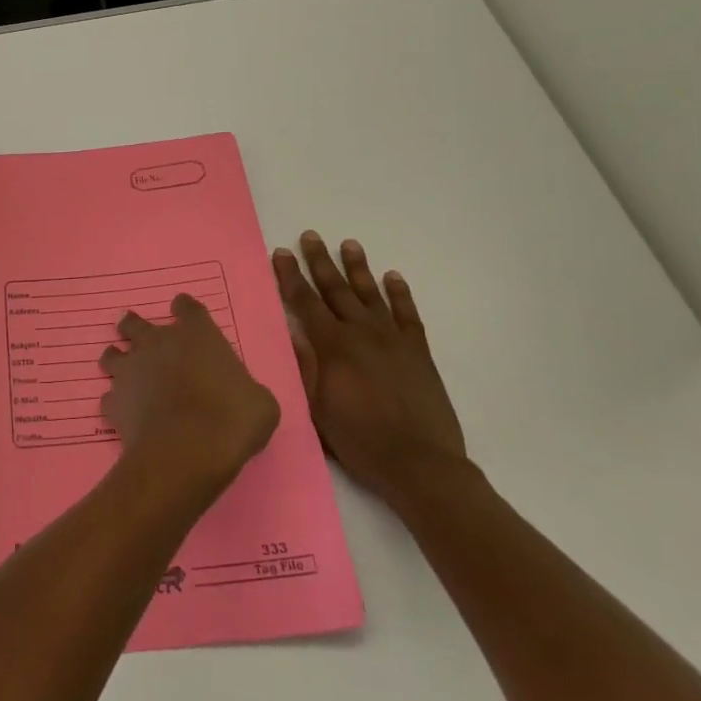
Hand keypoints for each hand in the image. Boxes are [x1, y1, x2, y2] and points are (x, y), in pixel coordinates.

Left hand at [100, 294, 280, 500]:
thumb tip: (242, 396)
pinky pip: (109, 397)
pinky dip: (115, 403)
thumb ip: (245, 389)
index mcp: (196, 335)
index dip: (184, 310)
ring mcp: (131, 370)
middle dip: (134, 327)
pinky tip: (123, 413)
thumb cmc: (232, 419)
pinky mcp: (114, 401)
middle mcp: (157, 343)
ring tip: (120, 368)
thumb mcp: (259, 403)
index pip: (187, 308)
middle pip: (136, 324)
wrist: (187, 450)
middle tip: (134, 332)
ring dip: (116, 359)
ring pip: (112, 355)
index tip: (183, 312)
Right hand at [274, 232, 468, 509]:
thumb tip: (294, 331)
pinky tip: (393, 277)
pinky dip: (400, 294)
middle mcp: (361, 332)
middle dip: (320, 261)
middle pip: (336, 289)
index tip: (280, 253)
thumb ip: (305, 366)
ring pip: (370, 294)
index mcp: (332, 345)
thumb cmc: (359, 439)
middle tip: (310, 236)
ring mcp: (392, 339)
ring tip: (349, 244)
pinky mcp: (418, 352)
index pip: (305, 302)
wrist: (420, 464)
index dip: (290, 276)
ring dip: (358, 268)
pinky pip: (407, 314)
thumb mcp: (317, 407)